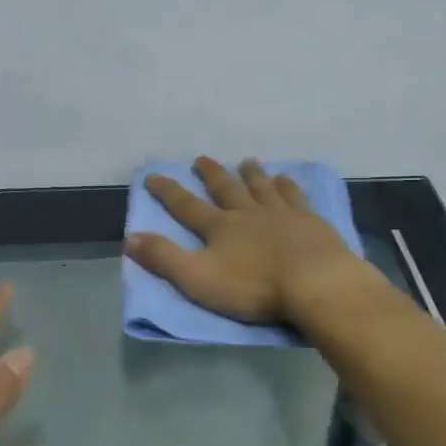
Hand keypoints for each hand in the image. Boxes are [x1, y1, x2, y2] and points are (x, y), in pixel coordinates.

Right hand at [126, 157, 369, 324]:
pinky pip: (295, 196)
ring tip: (247, 161)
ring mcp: (282, 214)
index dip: (168, 192)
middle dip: (211, 174)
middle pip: (227, 188)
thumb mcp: (198, 278)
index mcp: (220, 228)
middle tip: (201, 159)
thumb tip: (130, 237)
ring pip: (262, 186)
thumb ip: (164, 258)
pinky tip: (286, 179)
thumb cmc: (254, 286)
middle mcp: (248, 213)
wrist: (315, 282)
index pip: (187, 206)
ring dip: (252, 173)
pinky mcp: (310, 221)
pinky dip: (287, 185)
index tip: (154, 175)